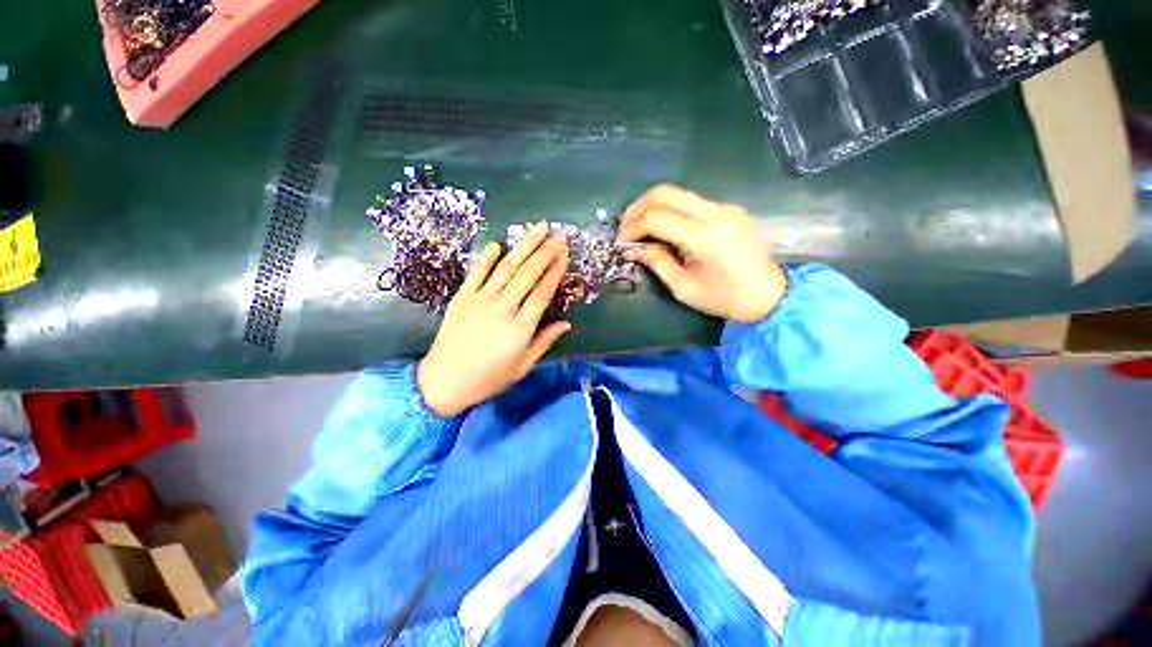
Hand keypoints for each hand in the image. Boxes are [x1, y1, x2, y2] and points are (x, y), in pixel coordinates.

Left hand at [417, 223, 571, 416]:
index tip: (565, 253)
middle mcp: (503, 308)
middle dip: (545, 251)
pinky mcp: (462, 298)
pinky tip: (497, 244)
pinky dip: (487, 258)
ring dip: (523, 246)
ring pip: (506, 267)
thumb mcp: (523, 365)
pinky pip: (476, 274)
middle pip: (527, 273)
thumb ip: (544, 341)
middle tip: (559, 234)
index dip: (555, 270)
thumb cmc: (489, 378)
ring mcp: (480, 300)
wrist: (444, 381)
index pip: (543, 291)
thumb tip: (566, 323)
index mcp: (521, 327)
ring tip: (537, 228)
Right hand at [618, 185, 785, 323]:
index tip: (621, 242)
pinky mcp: (728, 209)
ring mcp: (724, 207)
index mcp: (704, 236)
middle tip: (625, 227)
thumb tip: (634, 247)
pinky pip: (691, 202)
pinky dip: (670, 210)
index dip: (632, 227)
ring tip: (639, 227)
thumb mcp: (683, 287)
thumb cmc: (723, 298)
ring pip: (678, 193)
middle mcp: (715, 213)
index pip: (656, 218)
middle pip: (665, 193)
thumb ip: (657, 262)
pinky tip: (663, 228)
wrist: (768, 295)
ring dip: (652, 206)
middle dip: (638, 208)